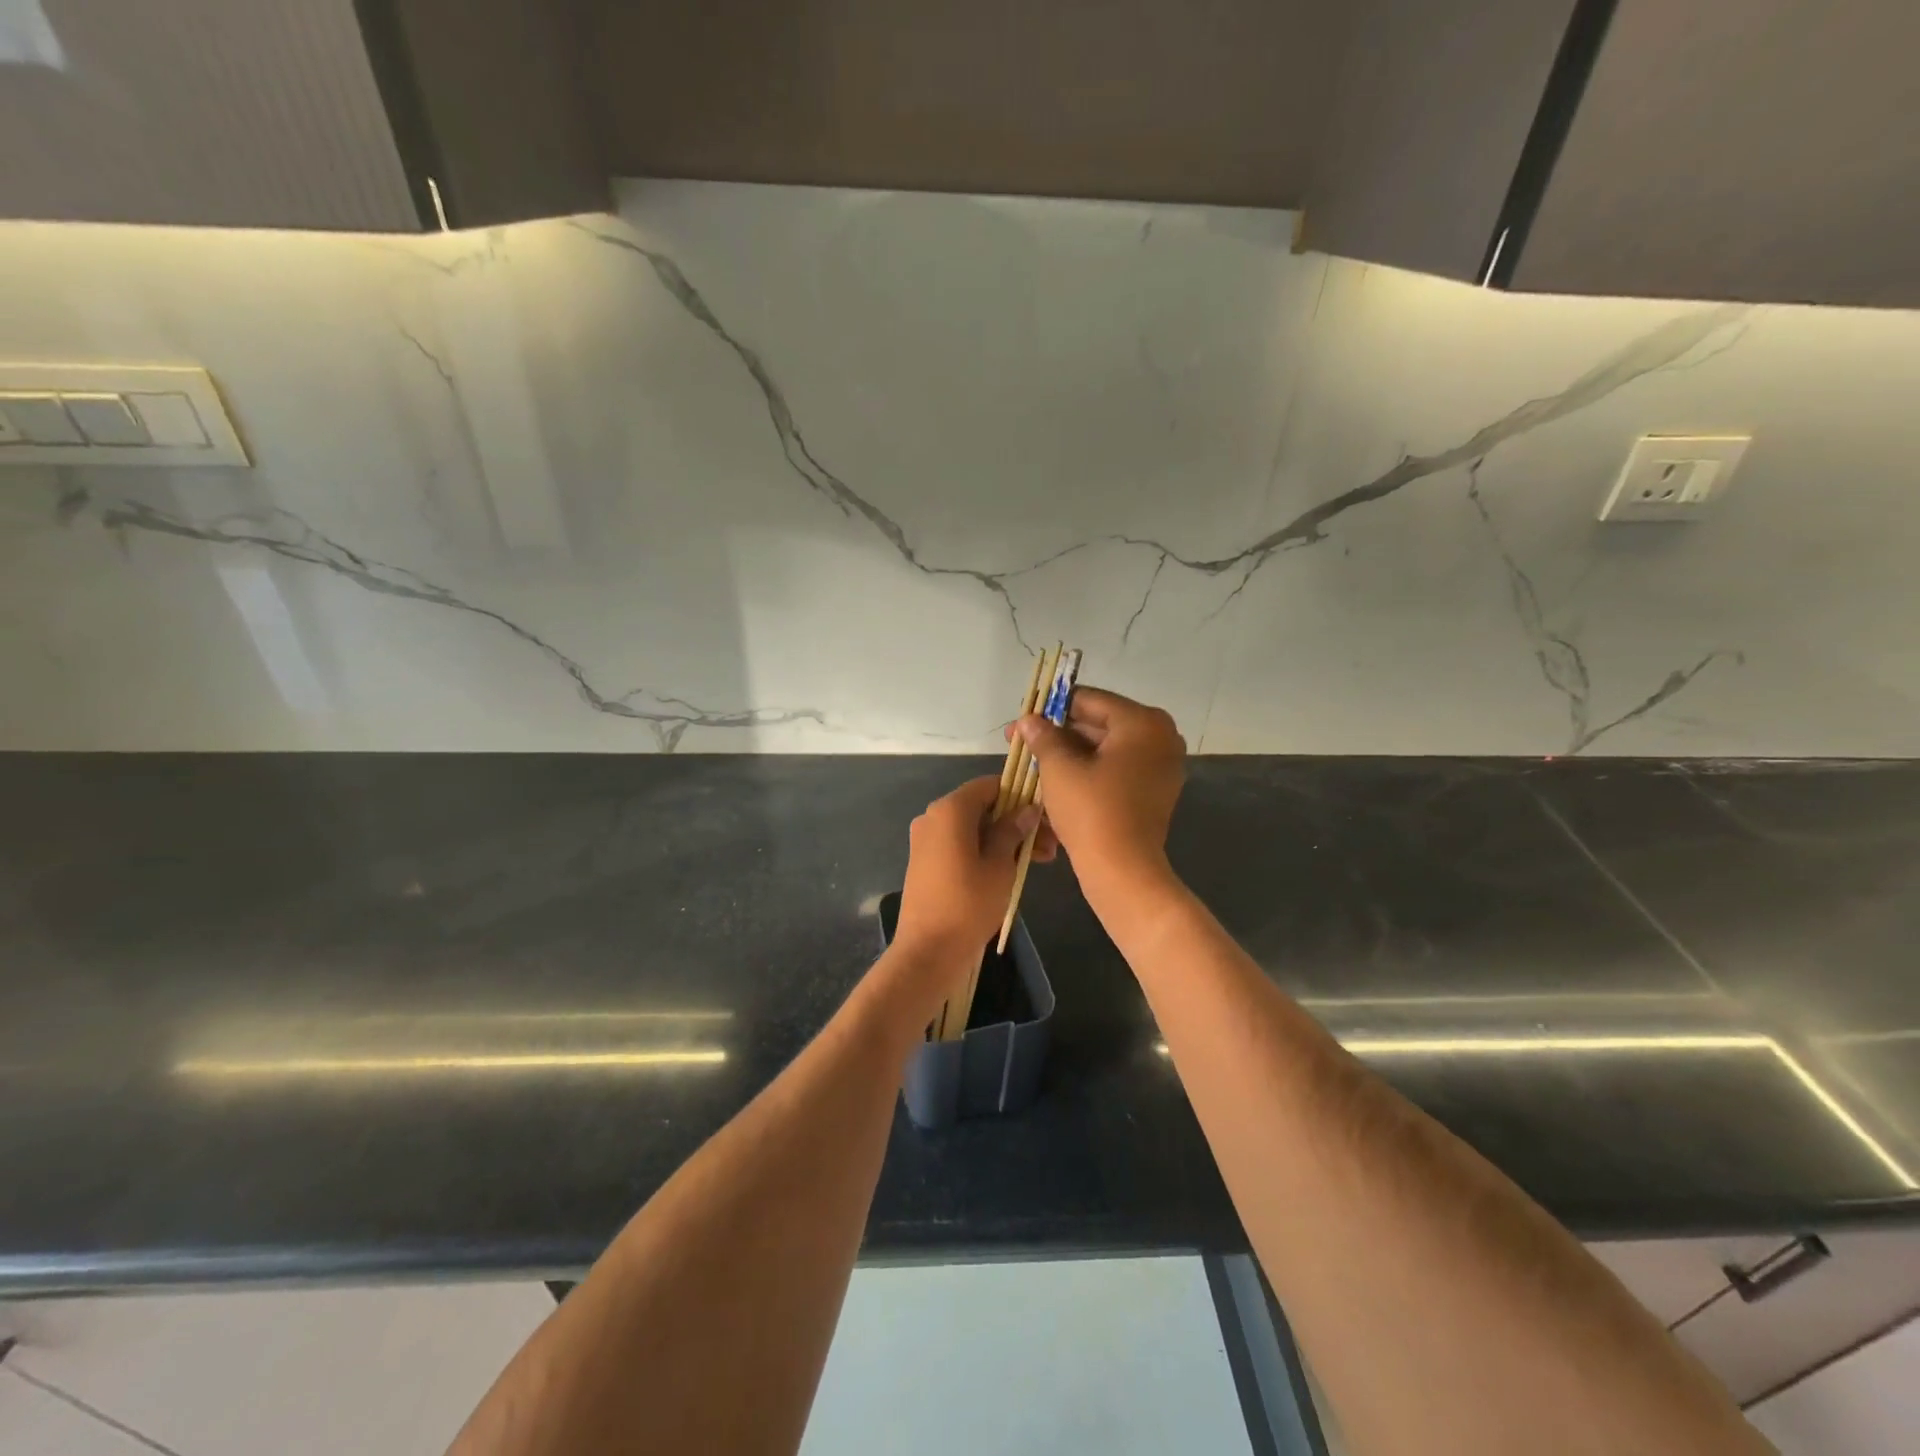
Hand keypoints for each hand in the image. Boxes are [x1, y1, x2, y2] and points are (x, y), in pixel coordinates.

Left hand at [894, 776, 1056, 960]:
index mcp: (949, 810)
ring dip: (1005, 839)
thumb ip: (1013, 831)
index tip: (1045, 816)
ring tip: (1040, 862)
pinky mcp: (926, 862)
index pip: (990, 785)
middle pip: (983, 807)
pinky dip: (985, 850)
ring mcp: (926, 840)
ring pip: (974, 828)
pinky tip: (1012, 869)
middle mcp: (933, 817)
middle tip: (1050, 846)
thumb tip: (1028, 809)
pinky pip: (961, 844)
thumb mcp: (1000, 865)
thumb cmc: (969, 903)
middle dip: (1017, 822)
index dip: (1020, 795)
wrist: (928, 951)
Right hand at [1013, 687, 1185, 897]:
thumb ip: (1043, 736)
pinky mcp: (1155, 791)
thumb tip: (1028, 720)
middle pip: (1099, 723)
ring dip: (1070, 753)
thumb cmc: (1091, 811)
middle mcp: (1160, 737)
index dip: (1050, 708)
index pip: (1088, 700)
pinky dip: (1089, 771)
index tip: (1022, 720)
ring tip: (1034, 762)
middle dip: (1059, 733)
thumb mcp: (1059, 768)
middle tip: (1022, 742)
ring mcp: (1161, 765)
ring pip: (1106, 748)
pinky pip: (1117, 769)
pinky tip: (1057, 779)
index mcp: (1142, 722)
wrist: (1122, 871)